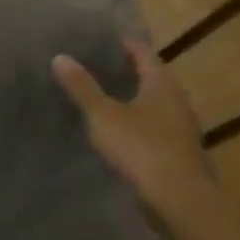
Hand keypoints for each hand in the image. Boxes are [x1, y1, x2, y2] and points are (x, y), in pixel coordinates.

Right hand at [52, 40, 214, 216]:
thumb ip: (82, 87)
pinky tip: (114, 129)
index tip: (99, 41)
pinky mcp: (175, 151)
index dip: (122, 45)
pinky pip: (151, 126)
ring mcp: (179, 128)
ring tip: (99, 96)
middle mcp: (176, 101)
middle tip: (93, 66)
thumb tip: (60, 57)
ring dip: (130, 98)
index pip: (143, 53)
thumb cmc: (140, 147)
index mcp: (162, 85)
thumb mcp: (103, 114)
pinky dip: (134, 121)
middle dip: (125, 71)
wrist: (178, 198)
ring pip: (152, 104)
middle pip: (150, 78)